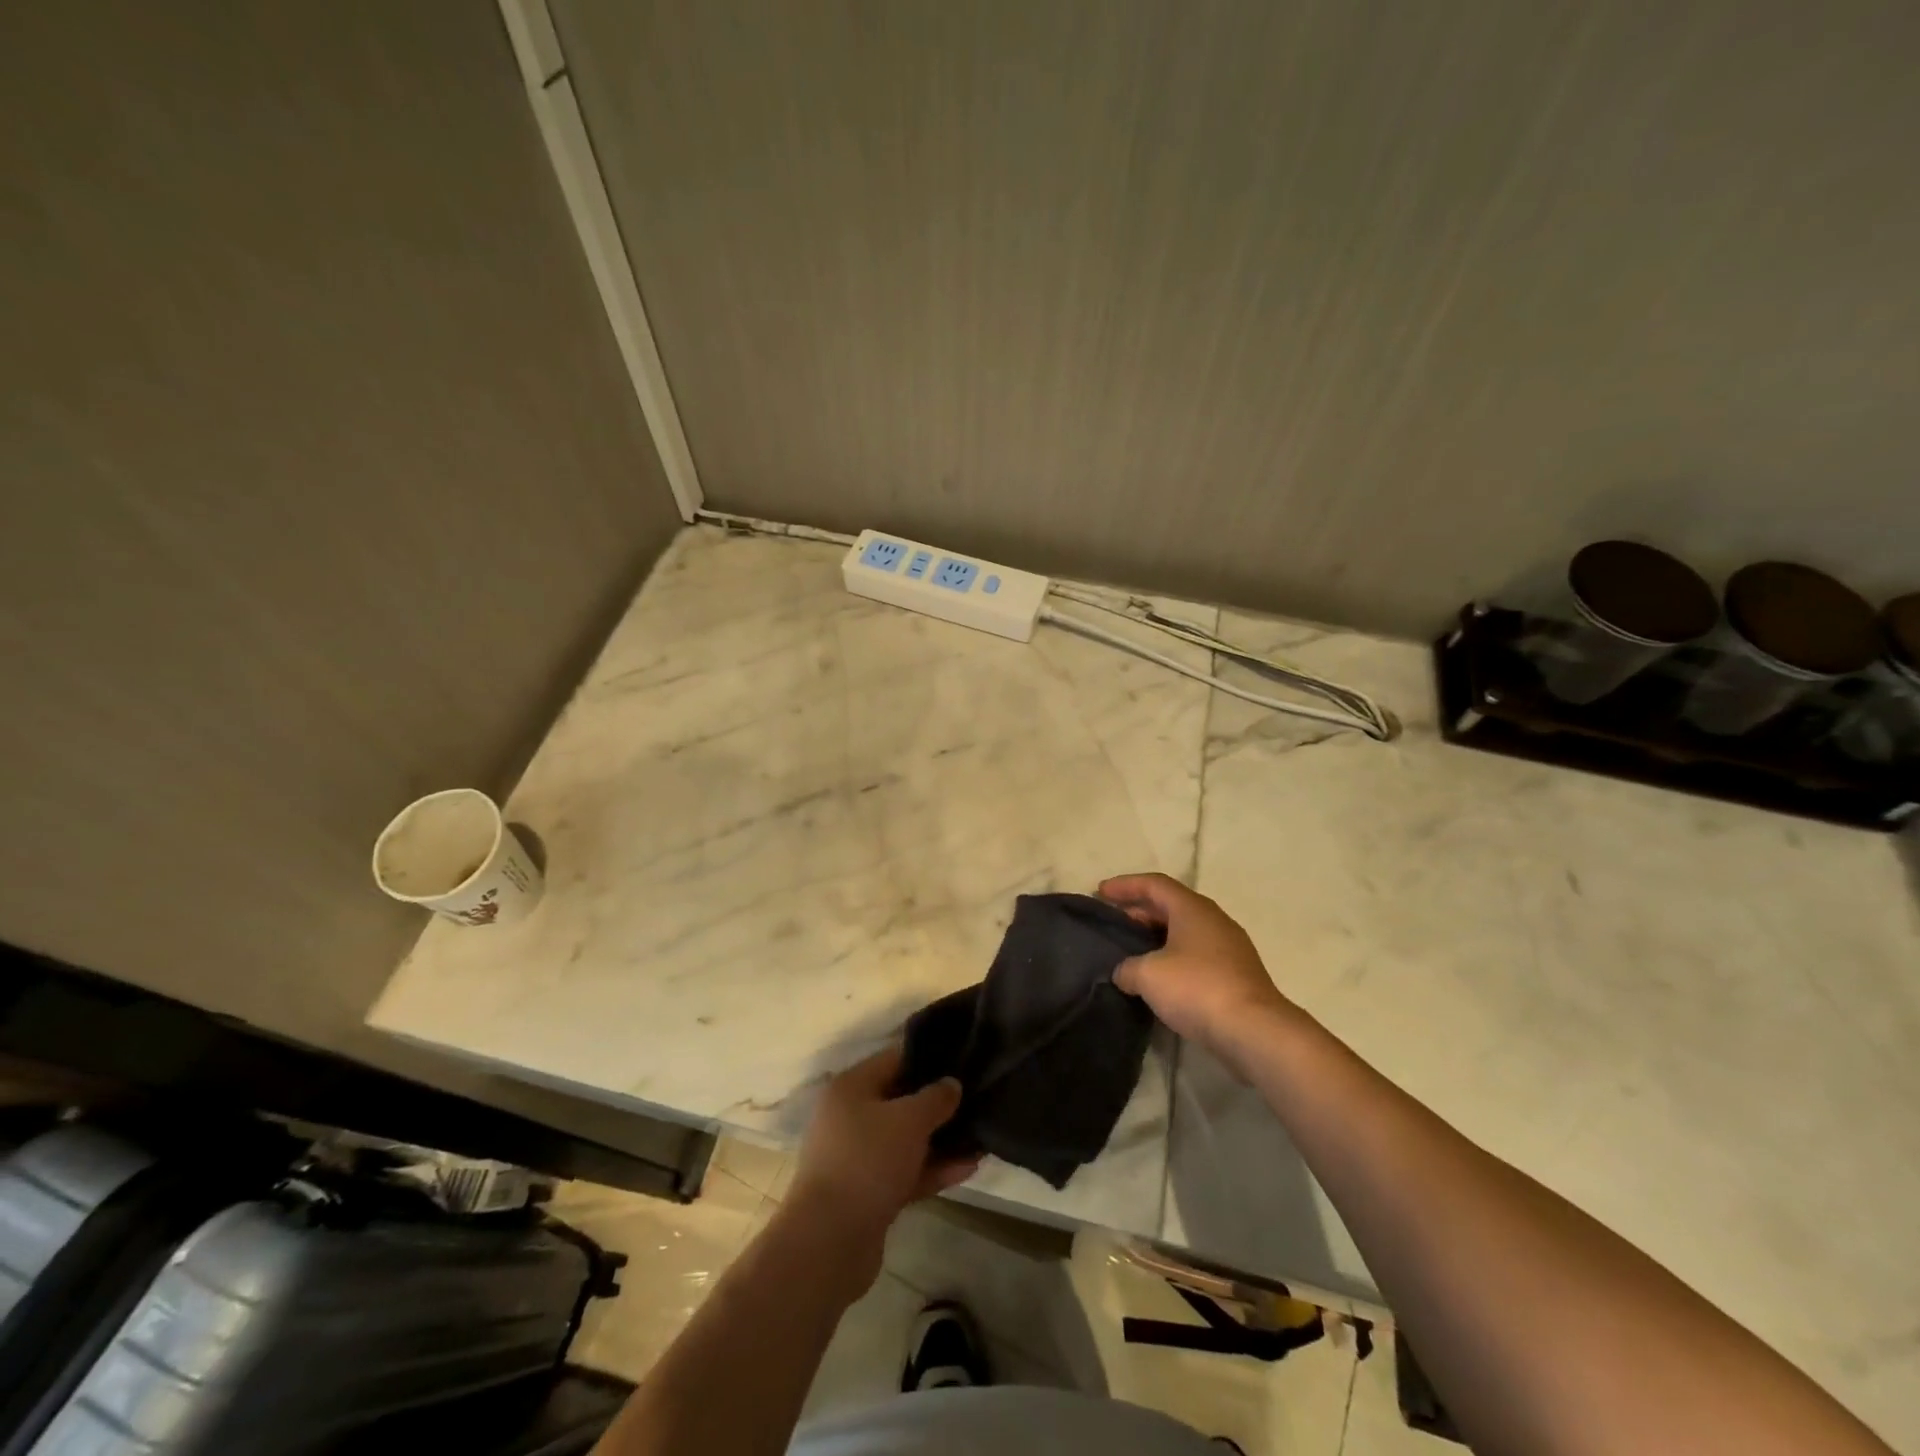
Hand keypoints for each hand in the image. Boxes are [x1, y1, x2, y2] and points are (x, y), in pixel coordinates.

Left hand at [786, 1046, 977, 1263]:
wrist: (829, 1242)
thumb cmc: (868, 1161)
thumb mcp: (908, 1120)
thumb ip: (935, 1098)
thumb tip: (951, 1084)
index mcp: (851, 1087)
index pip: (895, 1059)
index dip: (929, 1058)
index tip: (963, 1059)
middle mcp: (851, 1117)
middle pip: (901, 1101)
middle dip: (938, 1103)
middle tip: (977, 1098)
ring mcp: (859, 1157)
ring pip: (906, 1140)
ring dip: (941, 1139)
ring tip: (981, 1136)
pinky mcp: (869, 1193)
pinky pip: (906, 1172)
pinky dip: (933, 1169)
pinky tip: (969, 1167)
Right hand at [1099, 872, 1293, 1052]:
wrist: (1254, 1031)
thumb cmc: (1197, 988)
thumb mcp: (1147, 975)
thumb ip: (1127, 968)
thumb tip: (1125, 973)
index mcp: (1192, 909)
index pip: (1154, 884)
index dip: (1125, 885)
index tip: (1100, 892)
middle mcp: (1214, 920)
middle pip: (1171, 906)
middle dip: (1140, 912)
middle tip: (1114, 924)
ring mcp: (1230, 948)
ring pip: (1185, 932)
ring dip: (1157, 938)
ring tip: (1132, 953)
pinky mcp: (1236, 975)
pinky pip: (1197, 956)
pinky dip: (1173, 959)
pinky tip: (1159, 979)